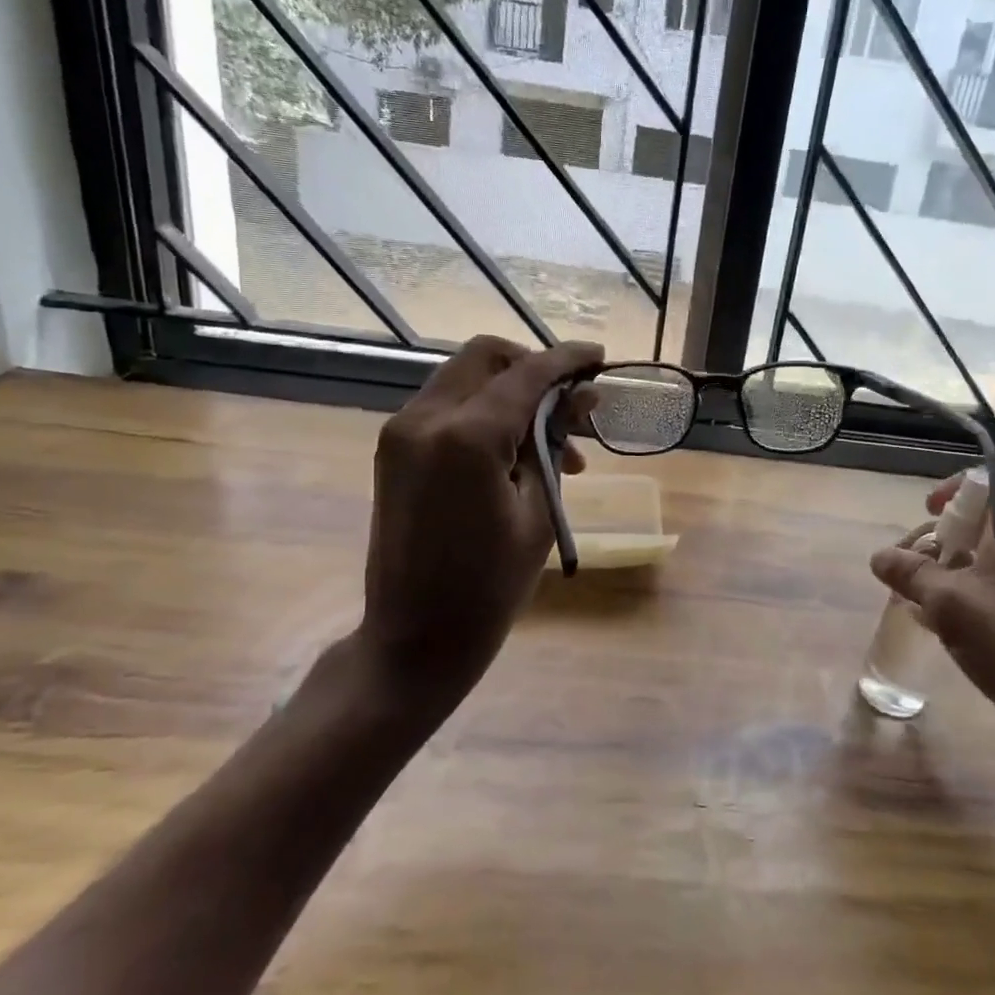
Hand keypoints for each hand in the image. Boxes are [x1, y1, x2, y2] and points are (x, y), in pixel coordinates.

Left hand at [355, 335, 600, 721]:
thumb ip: (554, 444)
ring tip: (555, 449)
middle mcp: (425, 418)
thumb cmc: (489, 587)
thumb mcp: (538, 513)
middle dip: (533, 369)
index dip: (567, 360)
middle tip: (572, 406)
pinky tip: (516, 455)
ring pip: (465, 379)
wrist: (415, 637)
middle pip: (486, 358)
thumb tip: (581, 398)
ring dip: (511, 394)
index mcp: (466, 436)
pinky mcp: (395, 451)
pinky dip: (484, 414)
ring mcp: (402, 433)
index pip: (526, 374)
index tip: (600, 357)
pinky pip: (447, 408)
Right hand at [872, 465, 994, 761]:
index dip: (959, 484)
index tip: (930, 511)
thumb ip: (910, 574)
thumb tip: (879, 556)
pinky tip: (952, 627)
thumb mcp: (948, 604)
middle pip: (992, 520)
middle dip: (947, 536)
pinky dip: (978, 593)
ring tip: (927, 598)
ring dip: (958, 568)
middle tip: (918, 563)